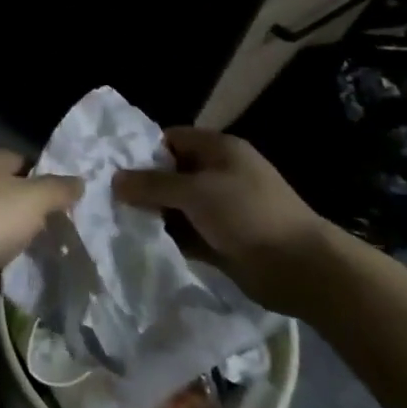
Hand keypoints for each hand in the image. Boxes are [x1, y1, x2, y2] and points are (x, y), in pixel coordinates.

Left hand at [0, 150, 81, 308]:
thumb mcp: (34, 197)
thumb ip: (59, 189)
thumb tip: (79, 181)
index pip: (24, 162)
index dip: (49, 178)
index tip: (73, 200)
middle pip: (14, 199)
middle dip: (39, 216)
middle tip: (71, 233)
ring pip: (3, 232)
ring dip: (24, 247)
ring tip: (59, 261)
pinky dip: (9, 273)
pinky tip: (33, 284)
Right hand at [112, 128, 336, 316]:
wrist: (300, 268)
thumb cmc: (248, 215)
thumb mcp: (196, 192)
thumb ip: (153, 184)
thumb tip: (115, 179)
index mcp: (219, 150)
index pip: (171, 139)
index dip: (142, 151)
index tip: (111, 167)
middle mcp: (219, 174)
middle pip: (171, 173)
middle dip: (142, 186)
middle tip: (106, 197)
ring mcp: (221, 208)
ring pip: (176, 205)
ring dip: (152, 214)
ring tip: (115, 221)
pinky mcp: (221, 239)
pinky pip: (186, 232)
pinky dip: (167, 237)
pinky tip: (139, 243)